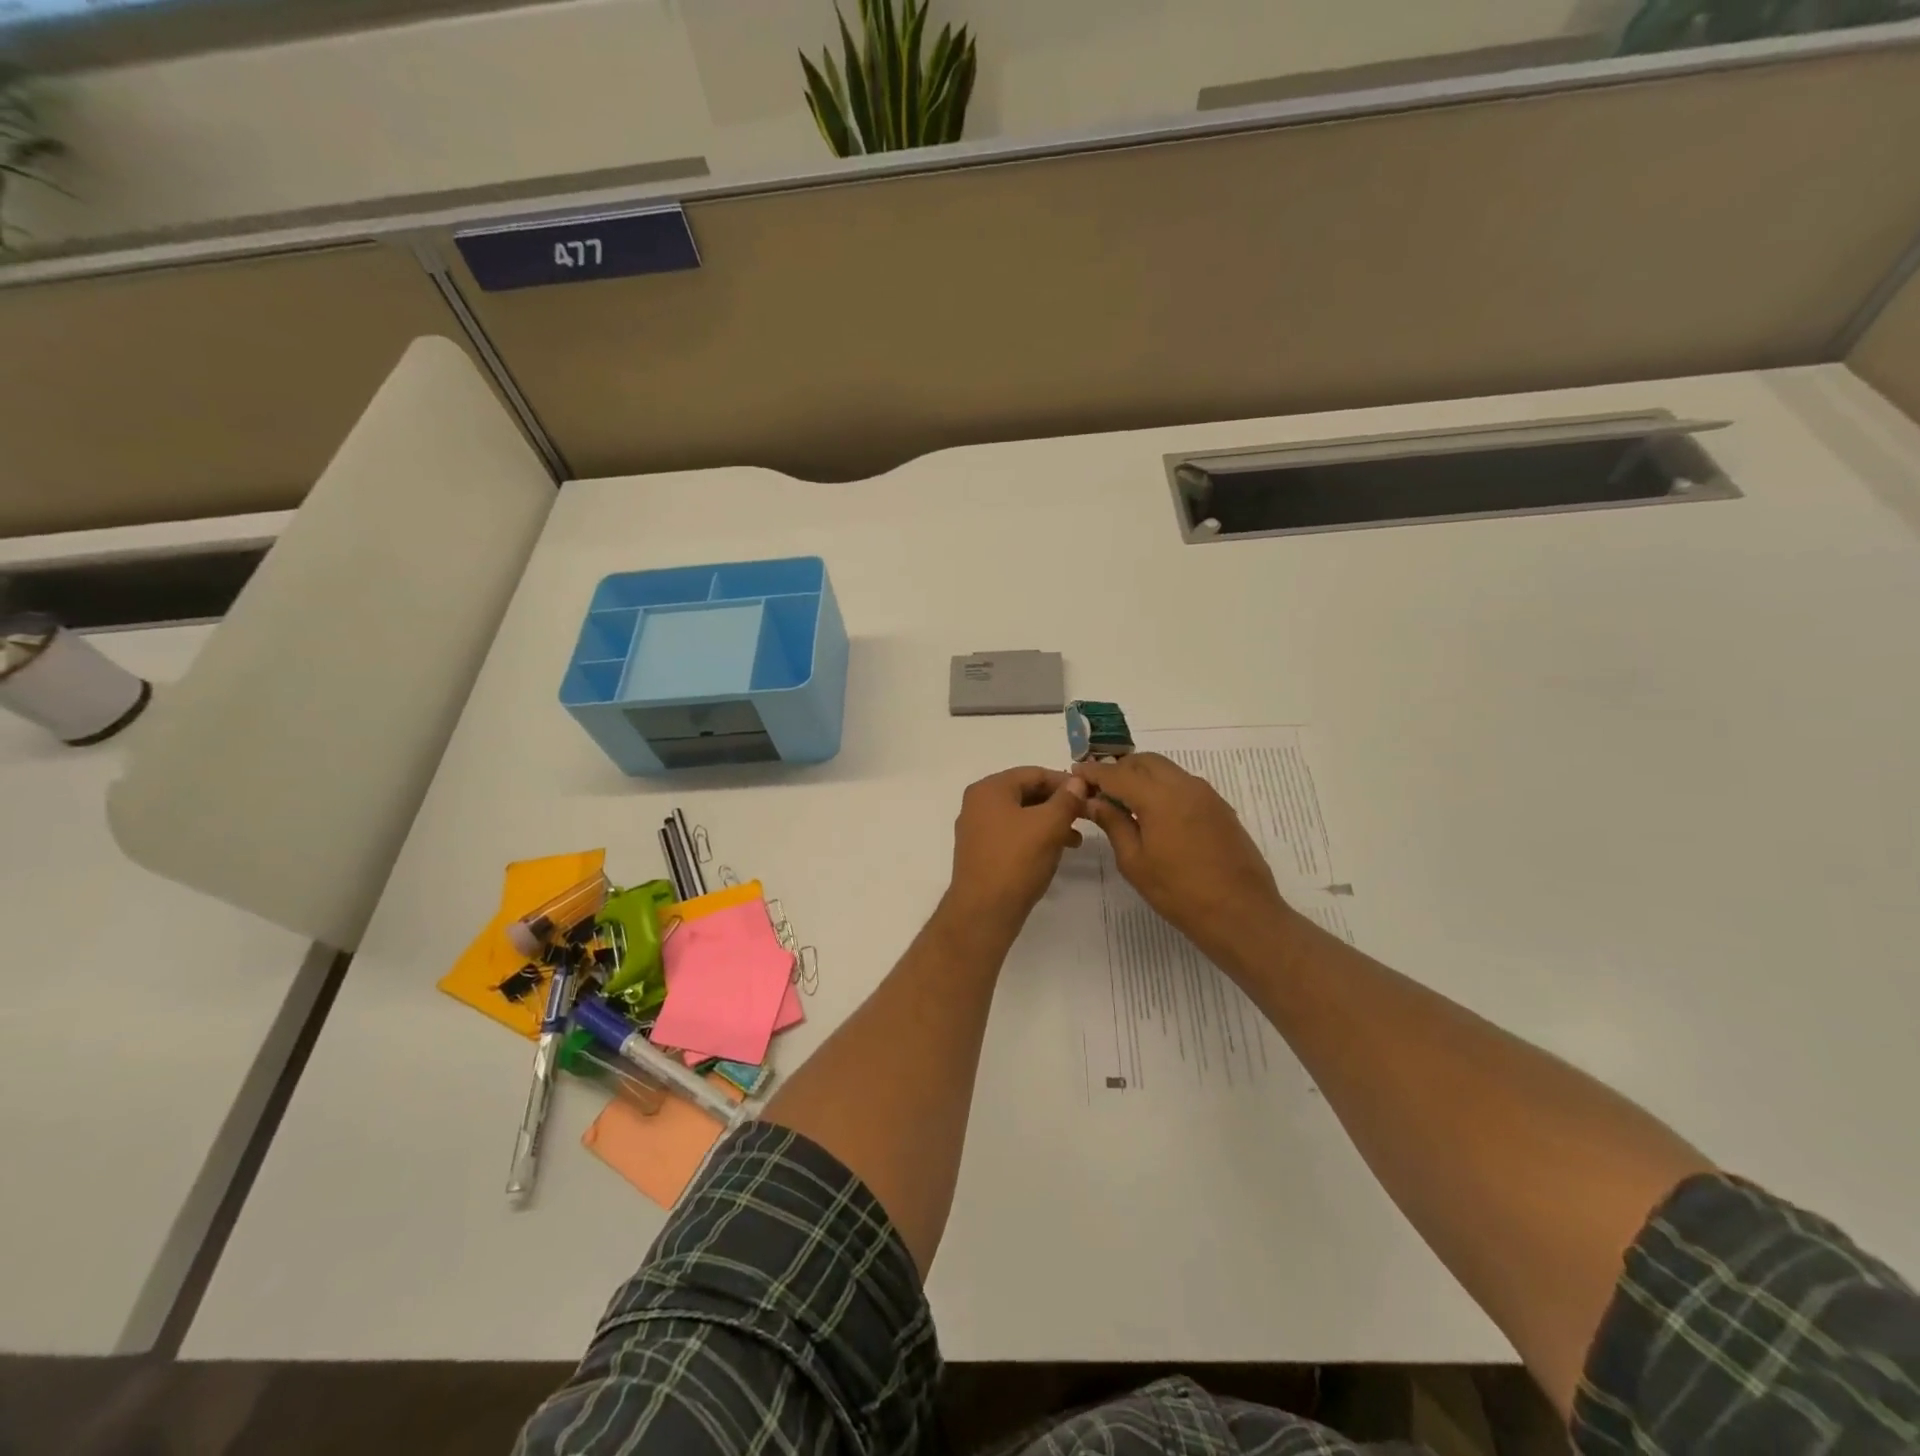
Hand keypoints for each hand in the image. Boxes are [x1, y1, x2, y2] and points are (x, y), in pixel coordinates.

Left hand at [945, 766, 1089, 936]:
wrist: (983, 912)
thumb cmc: (1016, 861)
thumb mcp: (1048, 825)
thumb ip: (1066, 799)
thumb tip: (1077, 781)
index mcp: (989, 789)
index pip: (1034, 773)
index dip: (1065, 782)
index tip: (1091, 795)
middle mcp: (978, 804)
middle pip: (1026, 793)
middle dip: (1058, 804)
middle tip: (1086, 816)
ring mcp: (977, 830)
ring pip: (1022, 816)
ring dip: (1050, 823)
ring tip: (1076, 839)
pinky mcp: (982, 853)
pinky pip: (1013, 835)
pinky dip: (1036, 838)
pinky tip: (1055, 852)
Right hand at [1074, 753, 1295, 974]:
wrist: (1241, 913)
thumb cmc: (1179, 892)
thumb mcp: (1135, 862)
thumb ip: (1113, 824)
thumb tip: (1094, 802)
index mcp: (1159, 797)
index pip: (1117, 774)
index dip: (1093, 772)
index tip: (1075, 773)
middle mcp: (1185, 785)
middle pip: (1145, 762)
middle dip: (1120, 769)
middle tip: (1100, 789)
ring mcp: (1207, 795)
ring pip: (1167, 771)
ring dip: (1142, 777)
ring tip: (1124, 801)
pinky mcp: (1220, 808)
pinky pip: (1184, 785)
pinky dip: (1163, 788)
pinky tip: (1154, 814)